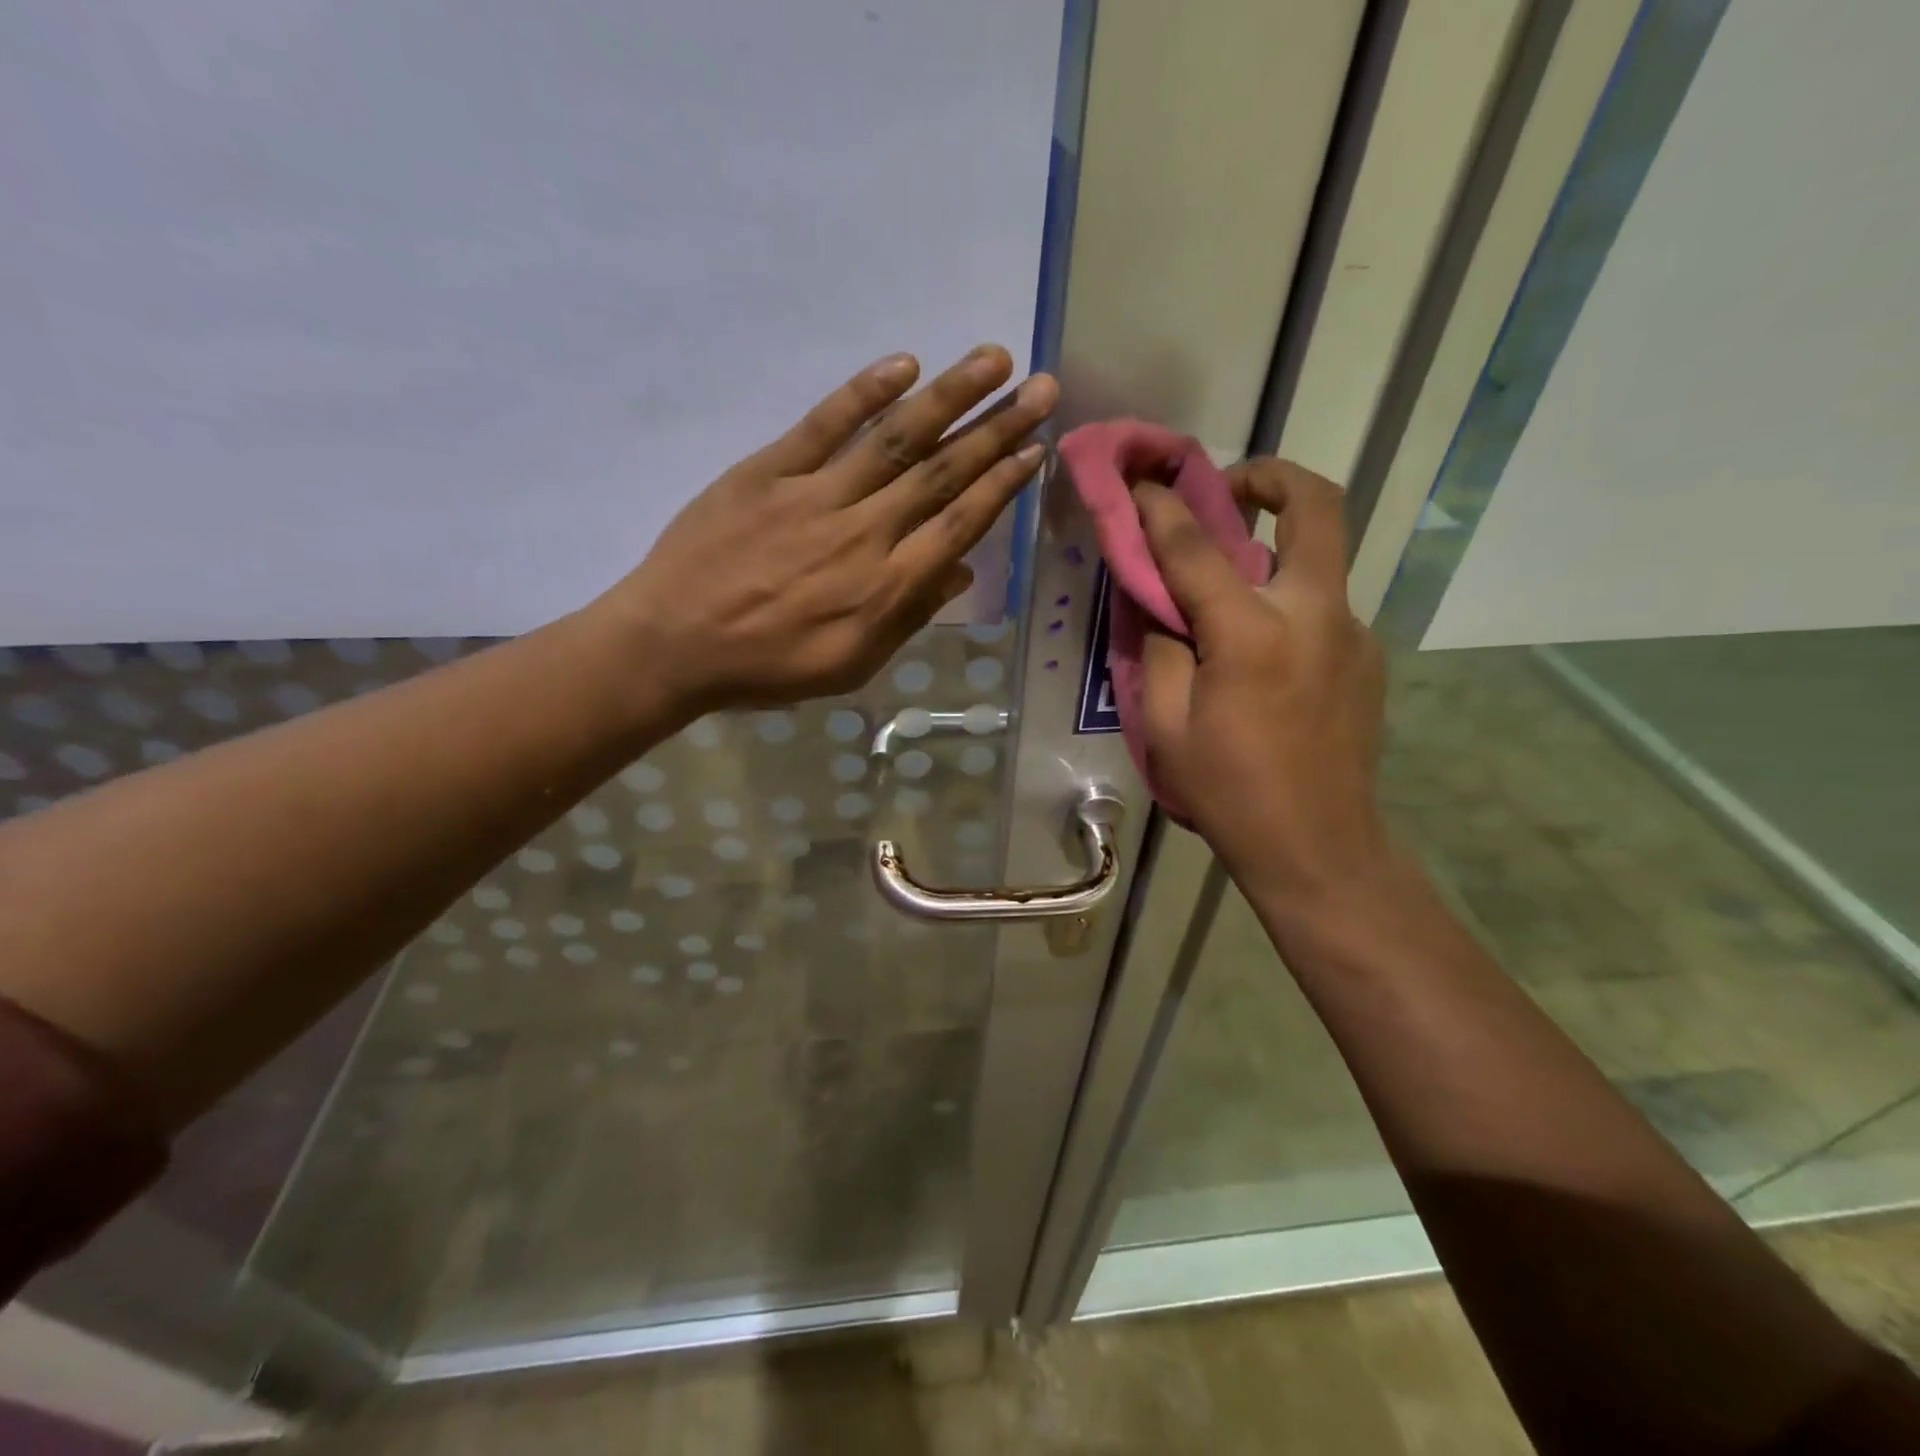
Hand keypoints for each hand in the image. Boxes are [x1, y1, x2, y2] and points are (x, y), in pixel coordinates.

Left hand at [598, 346, 1056, 713]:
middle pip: (942, 473)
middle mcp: (863, 533)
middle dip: (997, 429)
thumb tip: (961, 571)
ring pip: (895, 440)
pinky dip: (864, 393)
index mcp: (886, 588)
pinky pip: (823, 425)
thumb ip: (908, 618)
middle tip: (1042, 390)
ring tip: (994, 359)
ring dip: (950, 396)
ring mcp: (815, 495)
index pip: (959, 525)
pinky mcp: (768, 470)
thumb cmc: (767, 667)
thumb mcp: (850, 665)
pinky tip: (905, 364)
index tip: (1035, 450)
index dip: (1001, 485)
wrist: (672, 644)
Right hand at [1135, 459, 1390, 907]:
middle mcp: (1314, 613)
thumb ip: (1159, 648)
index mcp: (1251, 633)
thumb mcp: (1164, 726)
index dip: (1161, 507)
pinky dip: (1285, 602)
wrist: (1319, 847)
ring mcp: (1352, 632)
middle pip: (1317, 505)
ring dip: (1275, 548)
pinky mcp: (1367, 656)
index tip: (1140, 483)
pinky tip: (1259, 653)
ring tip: (1228, 592)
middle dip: (1272, 476)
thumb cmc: (1228, 792)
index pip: (1197, 546)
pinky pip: (1322, 605)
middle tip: (1231, 489)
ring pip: (1320, 556)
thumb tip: (1159, 599)